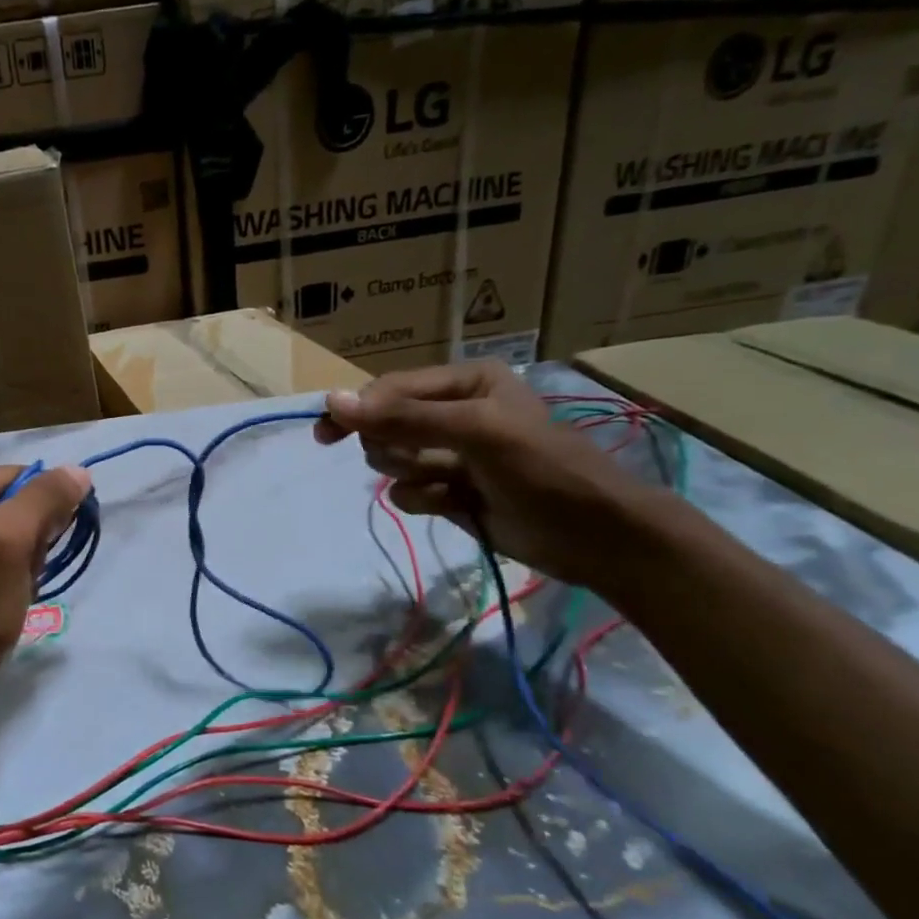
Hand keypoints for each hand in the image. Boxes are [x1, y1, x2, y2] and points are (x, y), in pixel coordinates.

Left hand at [0, 465, 92, 678]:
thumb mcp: (11, 540)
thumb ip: (45, 497)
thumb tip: (79, 471)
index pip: (24, 477)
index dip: (45, 510)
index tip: (41, 548)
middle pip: (20, 503)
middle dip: (34, 539)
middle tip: (21, 572)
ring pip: (16, 532)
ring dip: (28, 560)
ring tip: (14, 587)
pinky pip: (1, 554)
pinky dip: (14, 574)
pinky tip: (6, 596)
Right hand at [314, 360, 646, 587]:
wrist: (592, 537)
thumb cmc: (542, 469)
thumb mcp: (475, 432)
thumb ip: (403, 417)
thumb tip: (331, 401)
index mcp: (464, 381)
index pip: (390, 389)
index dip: (359, 410)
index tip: (327, 435)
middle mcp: (453, 411)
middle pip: (383, 425)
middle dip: (397, 447)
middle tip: (426, 461)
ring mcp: (448, 453)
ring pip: (390, 460)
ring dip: (412, 474)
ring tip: (450, 483)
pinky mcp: (446, 490)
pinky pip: (404, 491)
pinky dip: (423, 500)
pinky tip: (455, 505)